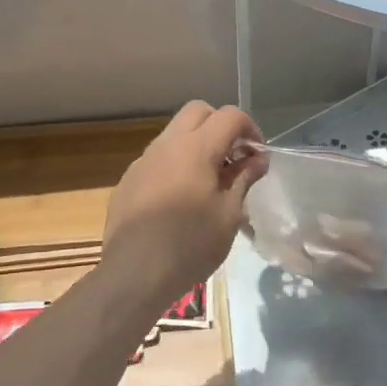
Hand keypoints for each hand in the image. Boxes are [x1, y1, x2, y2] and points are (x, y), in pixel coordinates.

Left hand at [101, 101, 266, 306]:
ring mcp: (144, 160)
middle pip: (198, 111)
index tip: (257, 155)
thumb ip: (243, 179)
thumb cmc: (191, 244)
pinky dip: (176, 164)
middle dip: (220, 126)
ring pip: (175, 133)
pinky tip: (180, 198)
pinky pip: (158, 158)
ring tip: (209, 180)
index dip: (250, 129)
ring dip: (197, 143)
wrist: (134, 273)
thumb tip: (258, 158)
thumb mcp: (228, 214)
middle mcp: (167, 144)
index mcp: (196, 148)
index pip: (230, 115)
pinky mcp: (129, 179)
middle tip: (233, 158)